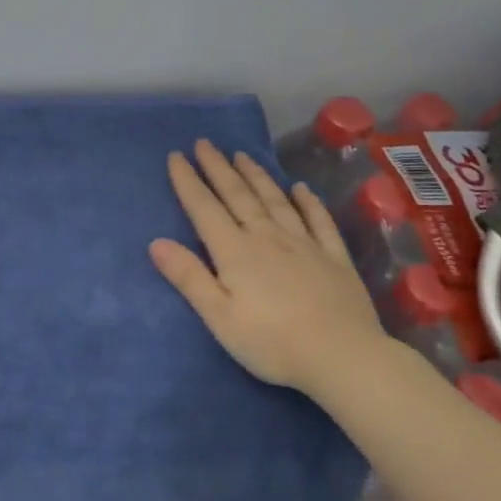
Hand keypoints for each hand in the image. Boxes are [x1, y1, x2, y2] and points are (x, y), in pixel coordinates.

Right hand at [149, 141, 393, 399]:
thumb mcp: (219, 317)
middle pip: (239, 196)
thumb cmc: (272, 343)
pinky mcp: (334, 258)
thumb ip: (189, 277)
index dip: (188, 182)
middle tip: (205, 143)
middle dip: (218, 168)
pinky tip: (301, 189)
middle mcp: (268, 238)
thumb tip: (156, 242)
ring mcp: (304, 245)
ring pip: (275, 201)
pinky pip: (318, 221)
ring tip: (242, 155)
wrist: (344, 357)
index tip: (176, 156)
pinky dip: (308, 202)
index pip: (205, 209)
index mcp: (236, 252)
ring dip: (256, 176)